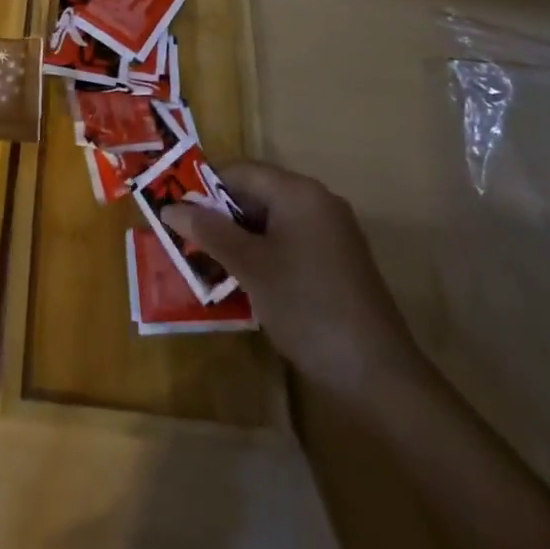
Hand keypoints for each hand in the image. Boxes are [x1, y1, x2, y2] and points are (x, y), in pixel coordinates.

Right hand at [165, 162, 421, 397]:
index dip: (204, 188)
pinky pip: (289, 243)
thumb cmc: (308, 307)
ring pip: (271, 222)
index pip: (240, 172)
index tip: (175, 211)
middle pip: (256, 194)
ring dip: (239, 239)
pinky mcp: (337, 263)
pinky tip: (245, 283)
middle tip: (186, 240)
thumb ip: (209, 232)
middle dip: (220, 216)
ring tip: (207, 264)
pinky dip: (263, 255)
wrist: (380, 377)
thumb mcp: (250, 267)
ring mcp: (331, 234)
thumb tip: (169, 207)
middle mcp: (317, 202)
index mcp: (298, 192)